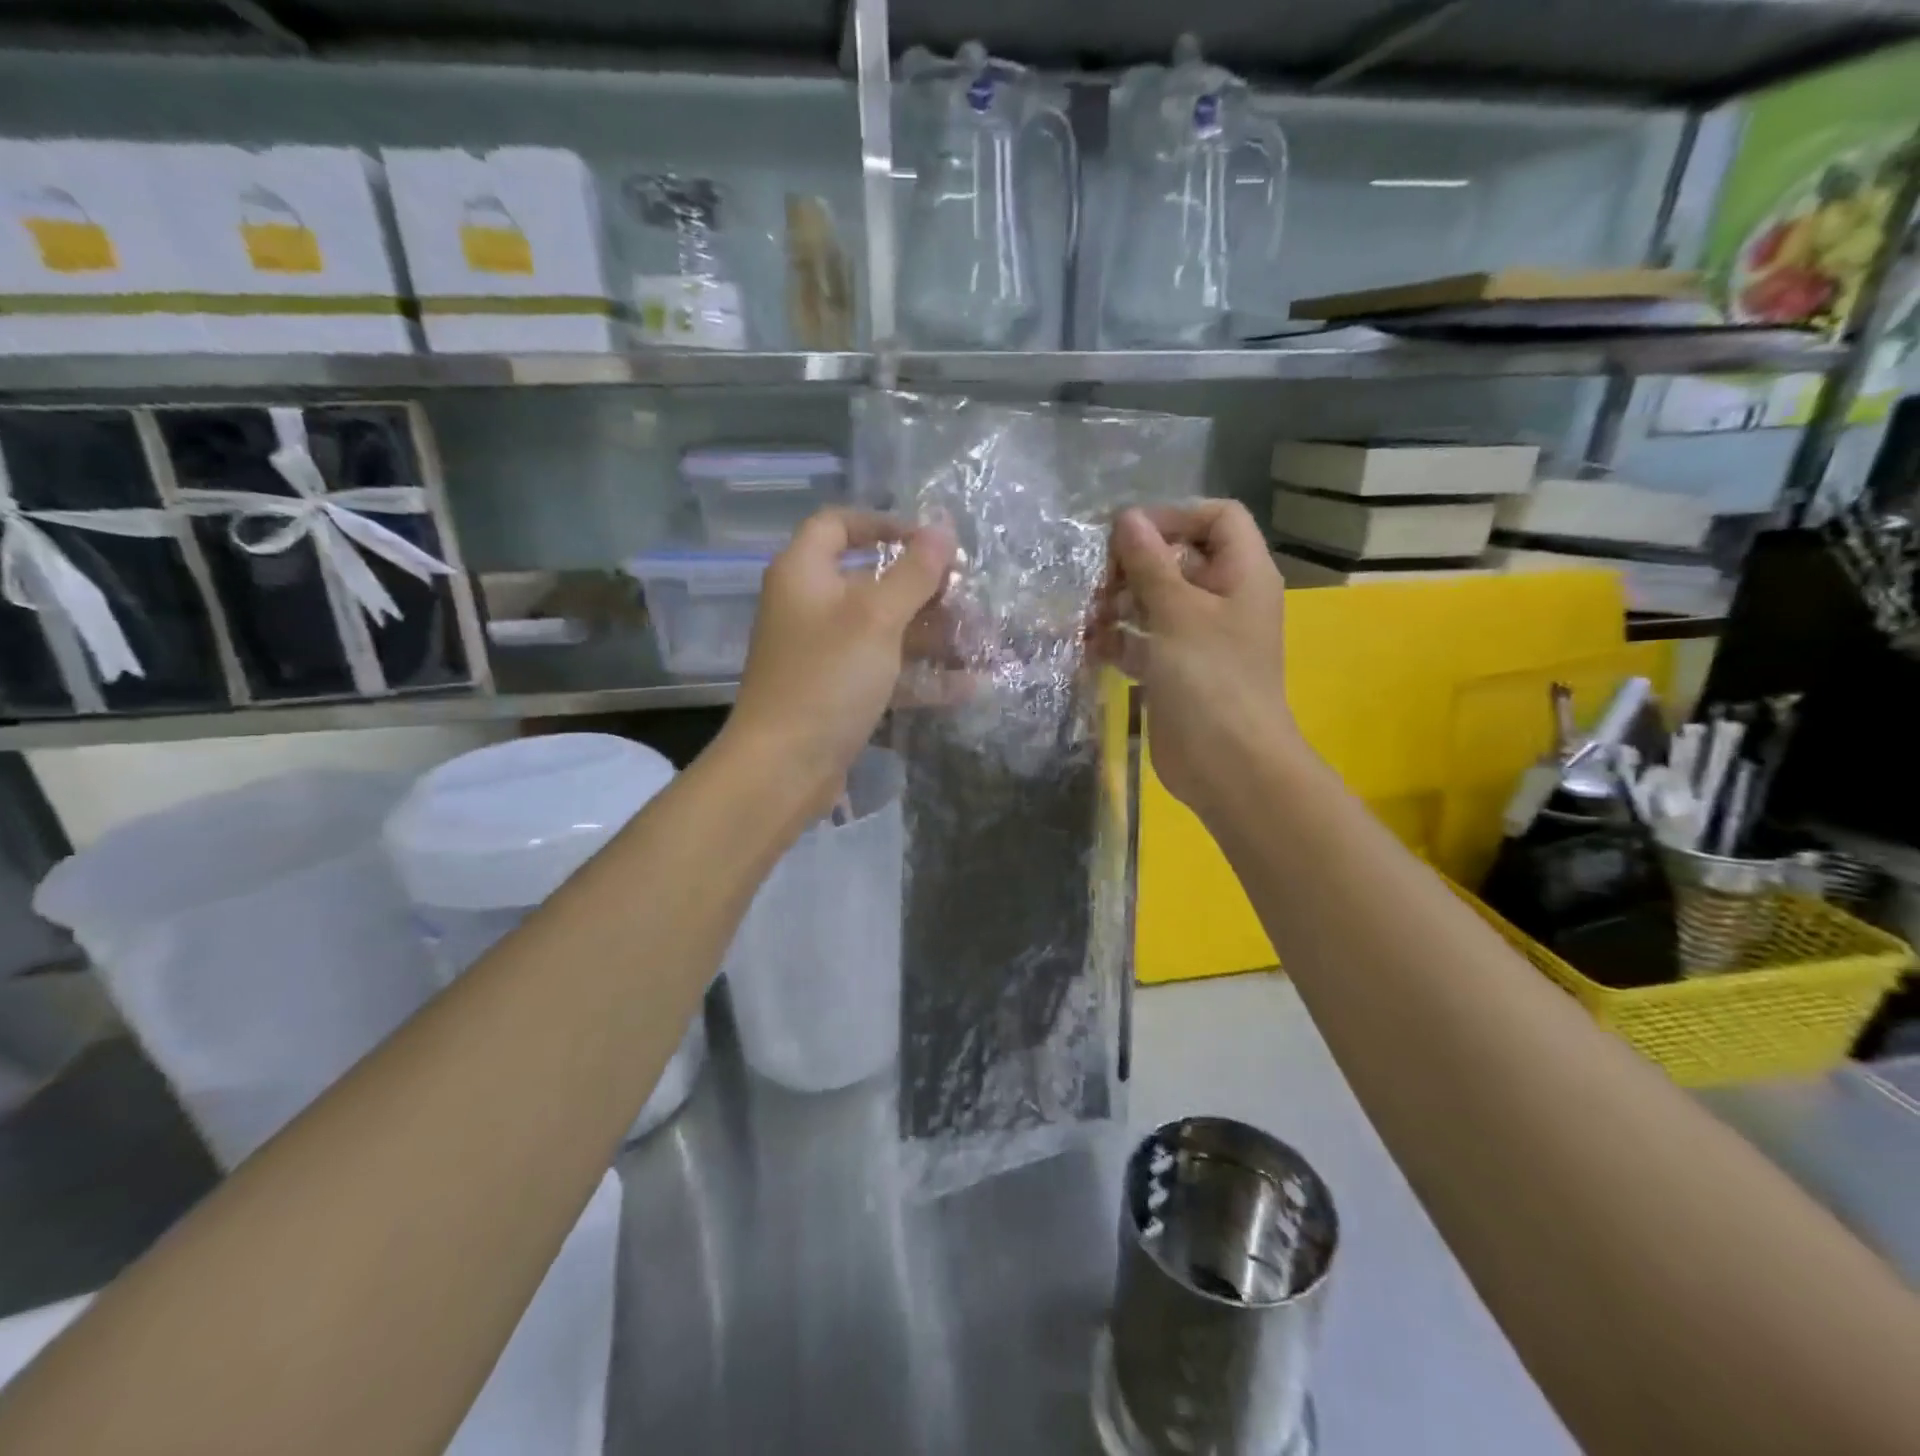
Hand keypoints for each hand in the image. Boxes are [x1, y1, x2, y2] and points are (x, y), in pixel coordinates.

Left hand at [723, 508, 955, 815]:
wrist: (783, 767)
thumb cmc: (827, 678)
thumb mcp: (876, 619)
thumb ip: (913, 572)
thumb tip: (942, 527)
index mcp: (805, 573)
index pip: (839, 524)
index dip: (884, 523)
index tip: (930, 541)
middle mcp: (811, 607)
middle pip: (872, 582)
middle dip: (926, 590)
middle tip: (973, 600)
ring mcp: (825, 654)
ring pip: (886, 631)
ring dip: (934, 636)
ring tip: (984, 643)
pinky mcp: (839, 693)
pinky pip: (886, 672)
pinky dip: (922, 676)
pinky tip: (969, 686)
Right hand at [1098, 501, 1302, 818]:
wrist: (1227, 765)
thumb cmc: (1211, 679)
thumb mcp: (1178, 612)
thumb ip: (1150, 563)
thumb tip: (1127, 518)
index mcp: (1241, 575)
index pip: (1217, 518)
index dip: (1174, 516)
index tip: (1128, 533)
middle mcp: (1222, 600)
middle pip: (1178, 560)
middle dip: (1135, 564)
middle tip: (1097, 578)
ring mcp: (1197, 638)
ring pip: (1155, 602)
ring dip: (1119, 602)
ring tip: (1086, 613)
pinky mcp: (1174, 671)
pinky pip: (1144, 641)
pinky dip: (1118, 639)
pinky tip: (1089, 644)